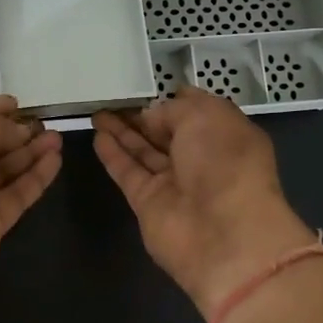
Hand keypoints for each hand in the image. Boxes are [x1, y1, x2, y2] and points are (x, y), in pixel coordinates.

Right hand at [93, 87, 316, 318]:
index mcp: (226, 135)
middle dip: (141, 115)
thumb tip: (151, 116)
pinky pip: (128, 172)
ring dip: (121, 131)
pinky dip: (113, 154)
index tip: (146, 87)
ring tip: (96, 112)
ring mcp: (174, 183)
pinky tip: (97, 135)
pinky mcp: (148, 203)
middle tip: (111, 98)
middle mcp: (202, 159)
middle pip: (166, 133)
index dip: (172, 99)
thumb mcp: (205, 116)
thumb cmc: (225, 163)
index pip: (196, 112)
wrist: (225, 235)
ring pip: (143, 151)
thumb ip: (173, 110)